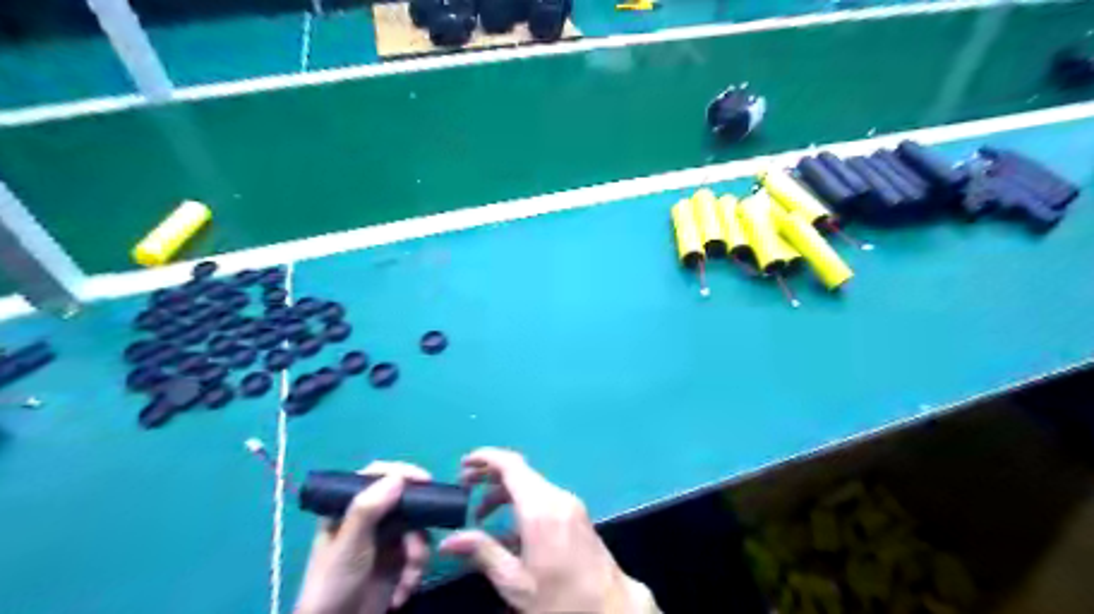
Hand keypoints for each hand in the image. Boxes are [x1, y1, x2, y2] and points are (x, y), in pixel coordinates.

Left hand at [296, 461, 431, 613]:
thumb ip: (367, 509)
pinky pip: (419, 552)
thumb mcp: (349, 546)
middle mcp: (369, 518)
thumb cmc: (333, 585)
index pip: (376, 475)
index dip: (401, 472)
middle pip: (406, 501)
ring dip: (418, 554)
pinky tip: (402, 593)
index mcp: (349, 507)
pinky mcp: (398, 559)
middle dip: (417, 524)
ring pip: (417, 528)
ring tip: (408, 577)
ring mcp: (385, 538)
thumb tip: (398, 477)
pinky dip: (415, 572)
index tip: (424, 480)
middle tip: (427, 529)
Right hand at [437, 447, 657, 613]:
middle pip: (520, 472)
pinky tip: (507, 529)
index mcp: (540, 509)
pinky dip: (521, 503)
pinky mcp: (576, 513)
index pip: (511, 466)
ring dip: (505, 493)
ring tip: (480, 515)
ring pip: (531, 485)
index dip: (486, 457)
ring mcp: (569, 503)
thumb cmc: (559, 598)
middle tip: (464, 486)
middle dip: (490, 475)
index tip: (464, 463)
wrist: (610, 608)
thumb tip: (448, 541)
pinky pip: (543, 497)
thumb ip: (482, 553)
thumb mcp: (515, 582)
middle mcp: (556, 497)